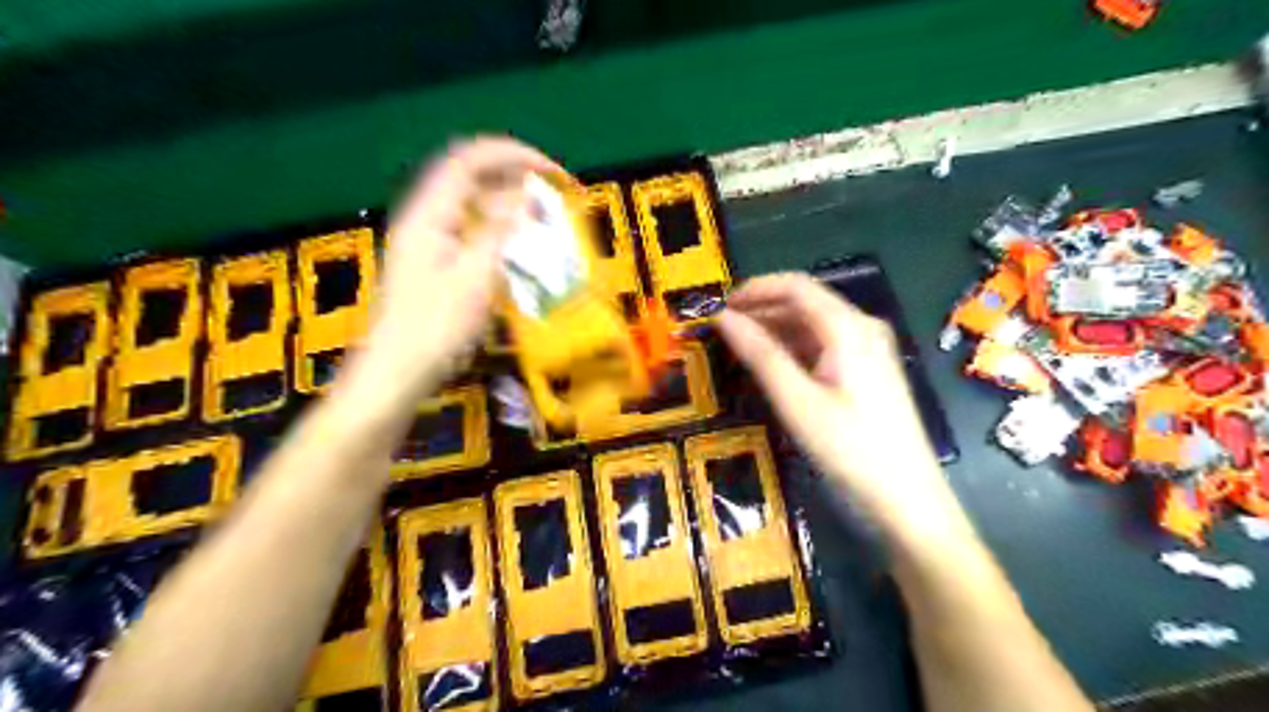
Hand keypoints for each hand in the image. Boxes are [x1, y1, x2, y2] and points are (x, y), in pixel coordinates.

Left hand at [340, 136, 555, 410]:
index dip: (514, 156)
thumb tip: (529, 197)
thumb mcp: (475, 278)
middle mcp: (427, 218)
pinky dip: (501, 232)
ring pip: (475, 207)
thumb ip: (502, 232)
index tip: (553, 172)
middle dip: (517, 181)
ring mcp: (429, 241)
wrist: (398, 373)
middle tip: (555, 199)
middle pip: (473, 179)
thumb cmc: (435, 328)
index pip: (471, 160)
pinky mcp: (437, 264)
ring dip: (512, 208)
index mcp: (430, 214)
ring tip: (546, 224)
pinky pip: (474, 232)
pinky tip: (521, 251)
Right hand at [711, 272, 963, 532]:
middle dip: (762, 309)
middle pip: (805, 302)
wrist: (906, 497)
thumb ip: (760, 354)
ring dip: (775, 329)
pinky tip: (772, 364)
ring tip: (739, 347)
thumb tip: (722, 318)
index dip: (754, 289)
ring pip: (813, 324)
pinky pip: (824, 344)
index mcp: (848, 327)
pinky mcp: (867, 369)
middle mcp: (862, 327)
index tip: (718, 307)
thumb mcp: (797, 401)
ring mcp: (868, 348)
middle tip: (723, 330)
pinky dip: (793, 347)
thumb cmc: (850, 448)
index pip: (795, 286)